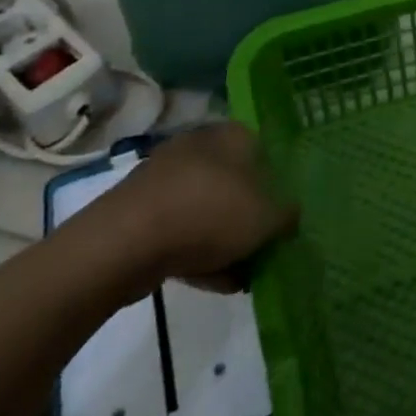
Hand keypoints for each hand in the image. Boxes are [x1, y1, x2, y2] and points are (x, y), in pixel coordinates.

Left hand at [84, 122, 297, 294]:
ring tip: (241, 273)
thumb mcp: (267, 217)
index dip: (279, 182)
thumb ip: (287, 214)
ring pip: (207, 207)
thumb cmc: (209, 213)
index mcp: (233, 134)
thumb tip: (291, 215)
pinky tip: (212, 281)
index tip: (286, 213)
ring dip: (223, 238)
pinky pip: (180, 229)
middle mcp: (199, 145)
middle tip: (264, 245)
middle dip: (250, 214)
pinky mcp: (140, 210)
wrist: (124, 243)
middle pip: (237, 180)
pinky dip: (196, 251)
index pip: (266, 149)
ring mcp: (165, 177)